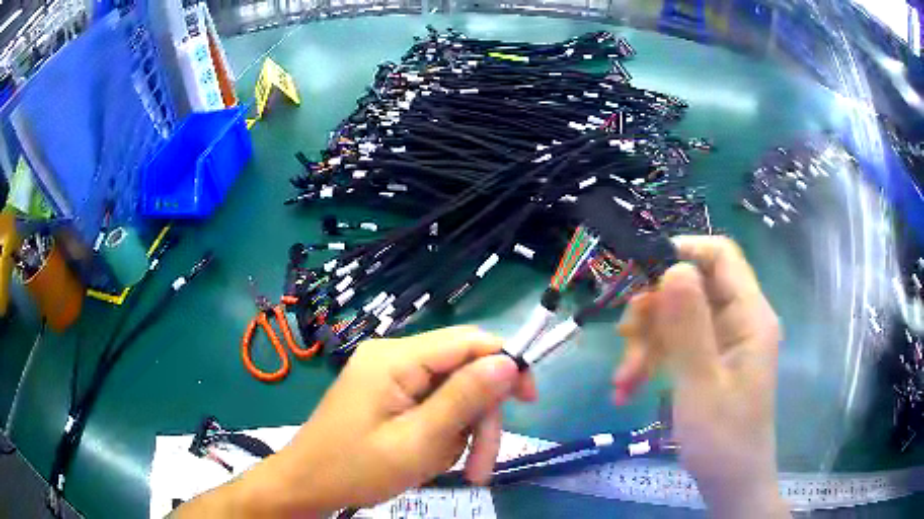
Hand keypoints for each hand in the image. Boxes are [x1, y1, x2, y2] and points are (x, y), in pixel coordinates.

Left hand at [176, 326, 534, 516]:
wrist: (306, 485)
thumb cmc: (355, 468)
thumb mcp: (417, 441)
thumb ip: (464, 399)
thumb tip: (509, 361)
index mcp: (396, 358)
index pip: (469, 341)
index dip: (506, 364)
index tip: (528, 403)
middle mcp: (393, 356)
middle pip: (462, 373)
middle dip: (478, 420)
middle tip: (480, 467)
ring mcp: (388, 376)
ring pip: (450, 395)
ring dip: (459, 434)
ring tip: (446, 468)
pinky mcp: (386, 395)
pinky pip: (431, 406)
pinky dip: (440, 435)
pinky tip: (426, 459)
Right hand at [612, 236, 788, 517]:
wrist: (730, 484)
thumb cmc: (723, 439)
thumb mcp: (702, 385)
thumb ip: (689, 326)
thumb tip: (672, 267)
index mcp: (749, 315)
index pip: (720, 255)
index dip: (681, 252)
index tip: (640, 274)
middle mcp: (738, 320)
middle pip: (691, 287)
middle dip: (653, 310)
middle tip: (624, 338)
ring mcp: (722, 342)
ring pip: (676, 318)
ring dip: (645, 344)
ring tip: (622, 381)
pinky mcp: (709, 361)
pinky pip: (675, 346)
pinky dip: (650, 363)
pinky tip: (627, 390)